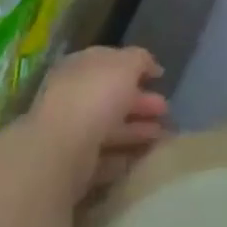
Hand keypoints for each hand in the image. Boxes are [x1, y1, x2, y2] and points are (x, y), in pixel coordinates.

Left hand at [27, 46, 168, 201]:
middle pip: (111, 97)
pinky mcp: (72, 166)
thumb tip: (150, 66)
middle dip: (141, 103)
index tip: (159, 78)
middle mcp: (72, 97)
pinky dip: (124, 156)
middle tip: (167, 111)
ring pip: (109, 128)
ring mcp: (70, 133)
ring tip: (163, 136)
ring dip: (137, 130)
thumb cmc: (94, 96)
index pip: (109, 63)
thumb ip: (140, 60)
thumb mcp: (126, 64)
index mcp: (79, 67)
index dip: (135, 67)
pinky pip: (104, 157)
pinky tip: (143, 157)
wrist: (60, 150)